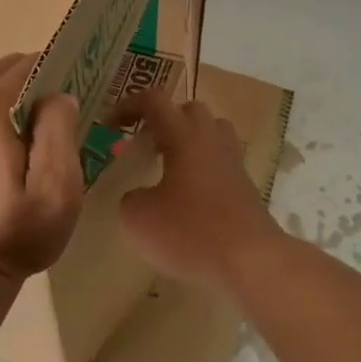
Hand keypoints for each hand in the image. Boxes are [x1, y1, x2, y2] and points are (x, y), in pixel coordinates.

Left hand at [0, 52, 83, 284]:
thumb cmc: (15, 235)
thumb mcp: (57, 187)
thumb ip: (60, 128)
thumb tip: (57, 96)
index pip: (30, 63)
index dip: (59, 77)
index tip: (74, 105)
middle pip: (5, 73)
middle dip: (35, 91)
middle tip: (55, 129)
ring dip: (12, 106)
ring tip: (30, 147)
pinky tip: (1, 157)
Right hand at [115, 89, 282, 291]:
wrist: (251, 261)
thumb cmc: (190, 232)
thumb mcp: (139, 218)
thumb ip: (130, 197)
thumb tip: (139, 195)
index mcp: (184, 136)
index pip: (154, 100)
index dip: (127, 106)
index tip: (109, 127)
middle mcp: (211, 140)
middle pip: (189, 110)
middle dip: (162, 121)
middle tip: (144, 147)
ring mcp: (233, 162)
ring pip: (211, 132)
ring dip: (187, 140)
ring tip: (168, 167)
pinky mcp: (245, 187)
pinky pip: (221, 162)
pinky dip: (202, 168)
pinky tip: (188, 196)